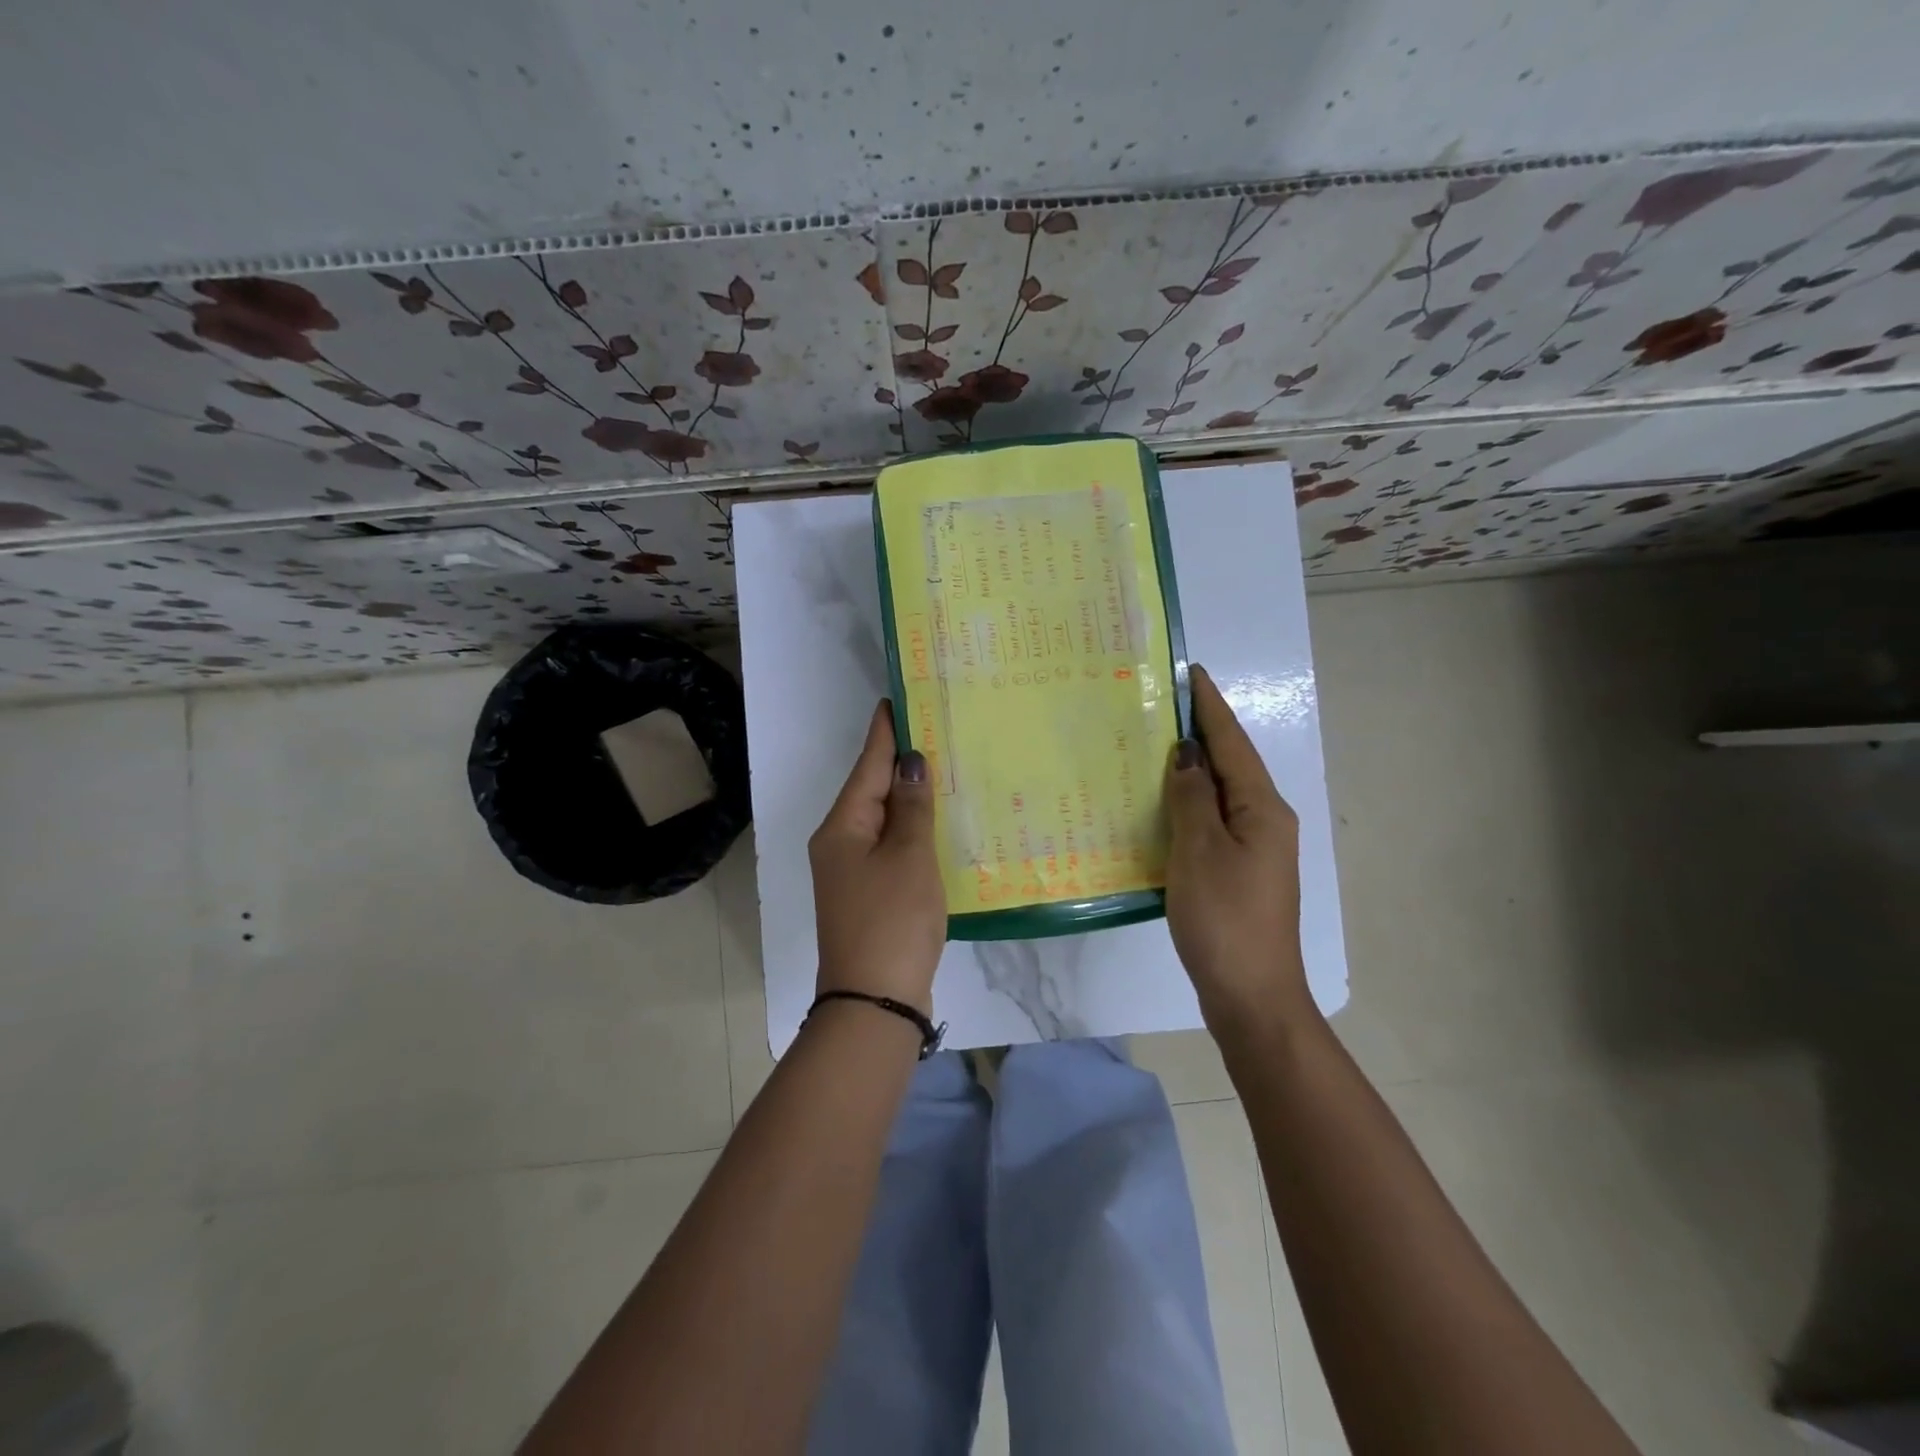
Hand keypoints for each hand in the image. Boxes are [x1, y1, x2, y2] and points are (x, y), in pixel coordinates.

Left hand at [808, 701, 946, 1013]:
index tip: (900, 698)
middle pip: (872, 789)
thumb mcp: (908, 857)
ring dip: (909, 794)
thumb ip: (911, 806)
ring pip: (884, 818)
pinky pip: (892, 845)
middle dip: (900, 760)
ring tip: (943, 763)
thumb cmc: (892, 920)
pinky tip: (937, 820)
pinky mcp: (871, 892)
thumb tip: (910, 761)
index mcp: (843, 826)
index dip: (885, 731)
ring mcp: (853, 870)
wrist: (875, 1001)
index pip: (867, 765)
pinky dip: (913, 828)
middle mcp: (840, 842)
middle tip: (935, 726)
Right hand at [1164, 664, 1312, 1029]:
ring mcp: (1254, 849)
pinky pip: (1211, 821)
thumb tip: (1188, 753)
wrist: (1251, 996)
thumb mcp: (1200, 850)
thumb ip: (1192, 796)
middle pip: (1230, 764)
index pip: (1232, 742)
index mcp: (1262, 808)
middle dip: (1199, 731)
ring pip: (1219, 793)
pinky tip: (1160, 804)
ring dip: (1192, 767)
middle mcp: (1265, 820)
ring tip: (1152, 745)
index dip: (1209, 706)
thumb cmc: (1225, 918)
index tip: (1189, 672)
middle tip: (1158, 704)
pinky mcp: (1238, 872)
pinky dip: (1187, 803)